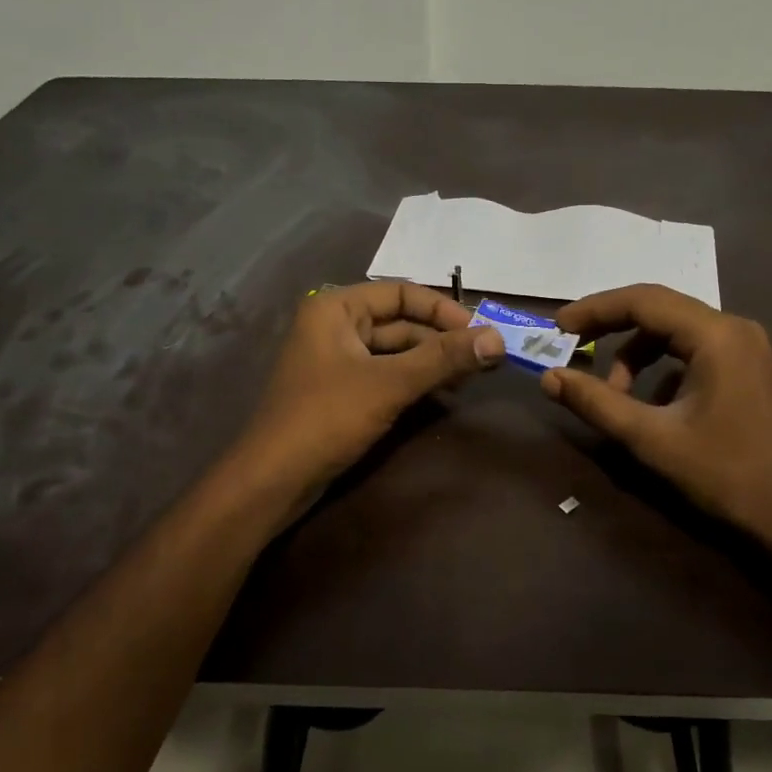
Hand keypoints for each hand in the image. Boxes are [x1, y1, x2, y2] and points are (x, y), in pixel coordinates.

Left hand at [236, 281, 503, 495]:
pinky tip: (443, 394)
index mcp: (336, 308)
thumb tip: (497, 338)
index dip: (443, 310)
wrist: (273, 480)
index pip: (401, 292)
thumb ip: (443, 359)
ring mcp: (337, 360)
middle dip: (442, 340)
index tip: (480, 333)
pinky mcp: (342, 391)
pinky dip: (414, 380)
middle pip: (401, 322)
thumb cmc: (327, 418)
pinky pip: (386, 374)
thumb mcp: (389, 384)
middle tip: (485, 359)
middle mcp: (335, 325)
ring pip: (396, 351)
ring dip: (432, 362)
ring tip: (472, 378)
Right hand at [541, 284, 771, 542]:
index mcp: (716, 335)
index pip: (643, 301)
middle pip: (658, 309)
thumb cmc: (724, 474)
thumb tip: (549, 377)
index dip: (595, 309)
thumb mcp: (650, 438)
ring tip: (615, 395)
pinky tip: (650, 405)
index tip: (558, 327)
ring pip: (674, 331)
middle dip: (611, 327)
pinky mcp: (747, 368)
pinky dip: (661, 368)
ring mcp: (745, 347)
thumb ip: (596, 403)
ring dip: (636, 354)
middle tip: (572, 346)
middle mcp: (734, 329)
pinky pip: (692, 351)